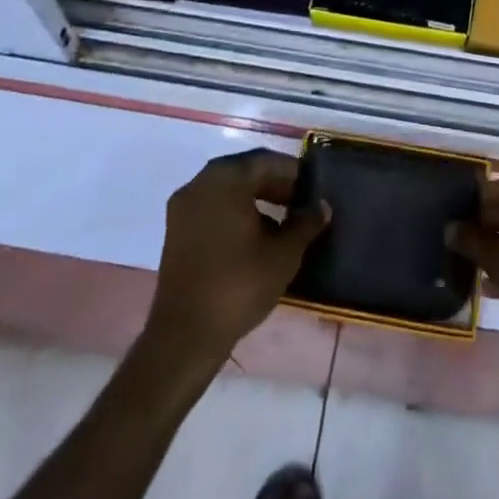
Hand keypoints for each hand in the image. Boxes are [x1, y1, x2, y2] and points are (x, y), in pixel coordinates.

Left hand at [145, 149, 328, 369]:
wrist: (185, 336)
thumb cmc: (239, 285)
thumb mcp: (284, 254)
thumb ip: (306, 223)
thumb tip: (322, 206)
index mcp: (225, 178)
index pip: (267, 161)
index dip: (293, 173)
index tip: (313, 188)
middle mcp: (200, 183)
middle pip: (245, 172)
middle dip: (275, 185)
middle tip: (300, 203)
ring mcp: (183, 207)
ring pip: (227, 191)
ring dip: (255, 199)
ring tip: (282, 222)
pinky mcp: (175, 232)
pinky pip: (212, 209)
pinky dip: (234, 213)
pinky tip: (255, 238)